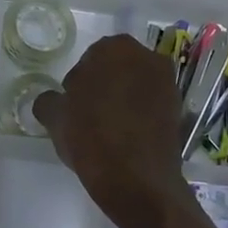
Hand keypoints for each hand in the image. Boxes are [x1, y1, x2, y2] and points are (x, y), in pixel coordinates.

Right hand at [32, 35, 191, 227]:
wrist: (136, 179)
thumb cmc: (90, 136)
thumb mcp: (54, 117)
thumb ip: (48, 101)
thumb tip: (52, 100)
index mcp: (115, 49)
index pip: (89, 58)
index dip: (78, 82)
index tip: (73, 104)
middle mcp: (147, 57)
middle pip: (116, 69)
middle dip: (103, 86)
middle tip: (88, 114)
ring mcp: (168, 84)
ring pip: (135, 86)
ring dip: (122, 100)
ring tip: (107, 129)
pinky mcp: (179, 110)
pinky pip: (150, 106)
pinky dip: (139, 116)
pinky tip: (126, 138)